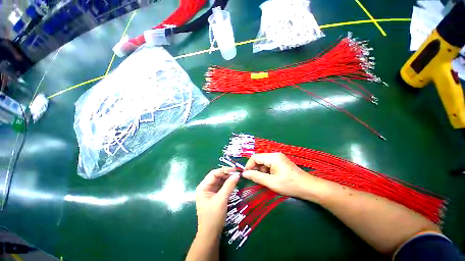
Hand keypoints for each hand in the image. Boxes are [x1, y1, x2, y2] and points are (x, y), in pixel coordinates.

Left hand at [195, 167, 239, 236]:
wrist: (210, 235)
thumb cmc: (213, 217)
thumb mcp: (222, 199)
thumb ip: (229, 186)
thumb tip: (237, 174)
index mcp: (203, 187)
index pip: (214, 173)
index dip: (224, 170)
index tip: (235, 170)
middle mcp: (205, 187)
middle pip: (217, 176)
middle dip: (226, 174)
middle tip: (237, 173)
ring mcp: (210, 191)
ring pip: (220, 181)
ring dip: (228, 178)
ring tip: (237, 177)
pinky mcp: (214, 195)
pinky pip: (221, 186)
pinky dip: (227, 184)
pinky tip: (233, 183)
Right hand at [242, 153, 320, 198]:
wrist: (308, 187)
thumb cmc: (289, 185)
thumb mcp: (271, 182)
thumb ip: (256, 177)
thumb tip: (244, 173)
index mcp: (272, 157)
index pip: (255, 157)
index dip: (248, 165)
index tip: (246, 175)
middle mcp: (275, 154)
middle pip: (259, 159)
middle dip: (255, 168)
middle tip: (254, 179)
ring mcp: (279, 157)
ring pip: (264, 162)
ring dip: (261, 170)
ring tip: (264, 180)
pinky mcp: (281, 161)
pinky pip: (269, 164)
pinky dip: (266, 170)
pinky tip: (270, 178)